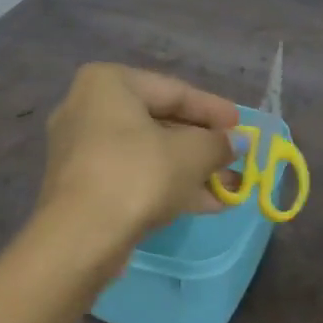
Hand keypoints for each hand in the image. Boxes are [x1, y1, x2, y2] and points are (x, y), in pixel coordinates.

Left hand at [35, 64, 239, 260]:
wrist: (80, 239)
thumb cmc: (138, 175)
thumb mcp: (191, 154)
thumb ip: (218, 143)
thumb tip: (238, 142)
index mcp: (108, 83)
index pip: (174, 91)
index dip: (213, 109)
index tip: (241, 125)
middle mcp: (88, 108)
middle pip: (160, 122)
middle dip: (203, 145)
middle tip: (237, 158)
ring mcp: (81, 149)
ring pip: (149, 153)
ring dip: (191, 170)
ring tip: (230, 188)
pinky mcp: (82, 186)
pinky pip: (133, 175)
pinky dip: (167, 185)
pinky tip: (206, 204)